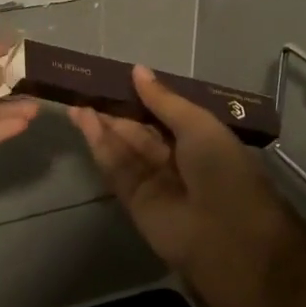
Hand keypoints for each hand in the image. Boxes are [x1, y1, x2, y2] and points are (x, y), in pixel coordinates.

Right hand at [69, 65, 281, 272]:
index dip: (141, 97)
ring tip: (78, 101)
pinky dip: (100, 146)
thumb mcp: (198, 125)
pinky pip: (116, 169)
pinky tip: (85, 122)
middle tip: (88, 87)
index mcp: (200, 140)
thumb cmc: (222, 170)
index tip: (116, 77)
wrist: (227, 236)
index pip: (165, 114)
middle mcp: (177, 159)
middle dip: (116, 111)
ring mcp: (154, 181)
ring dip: (102, 126)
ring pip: (124, 148)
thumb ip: (163, 101)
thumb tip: (137, 70)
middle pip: (140, 130)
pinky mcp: (134, 201)